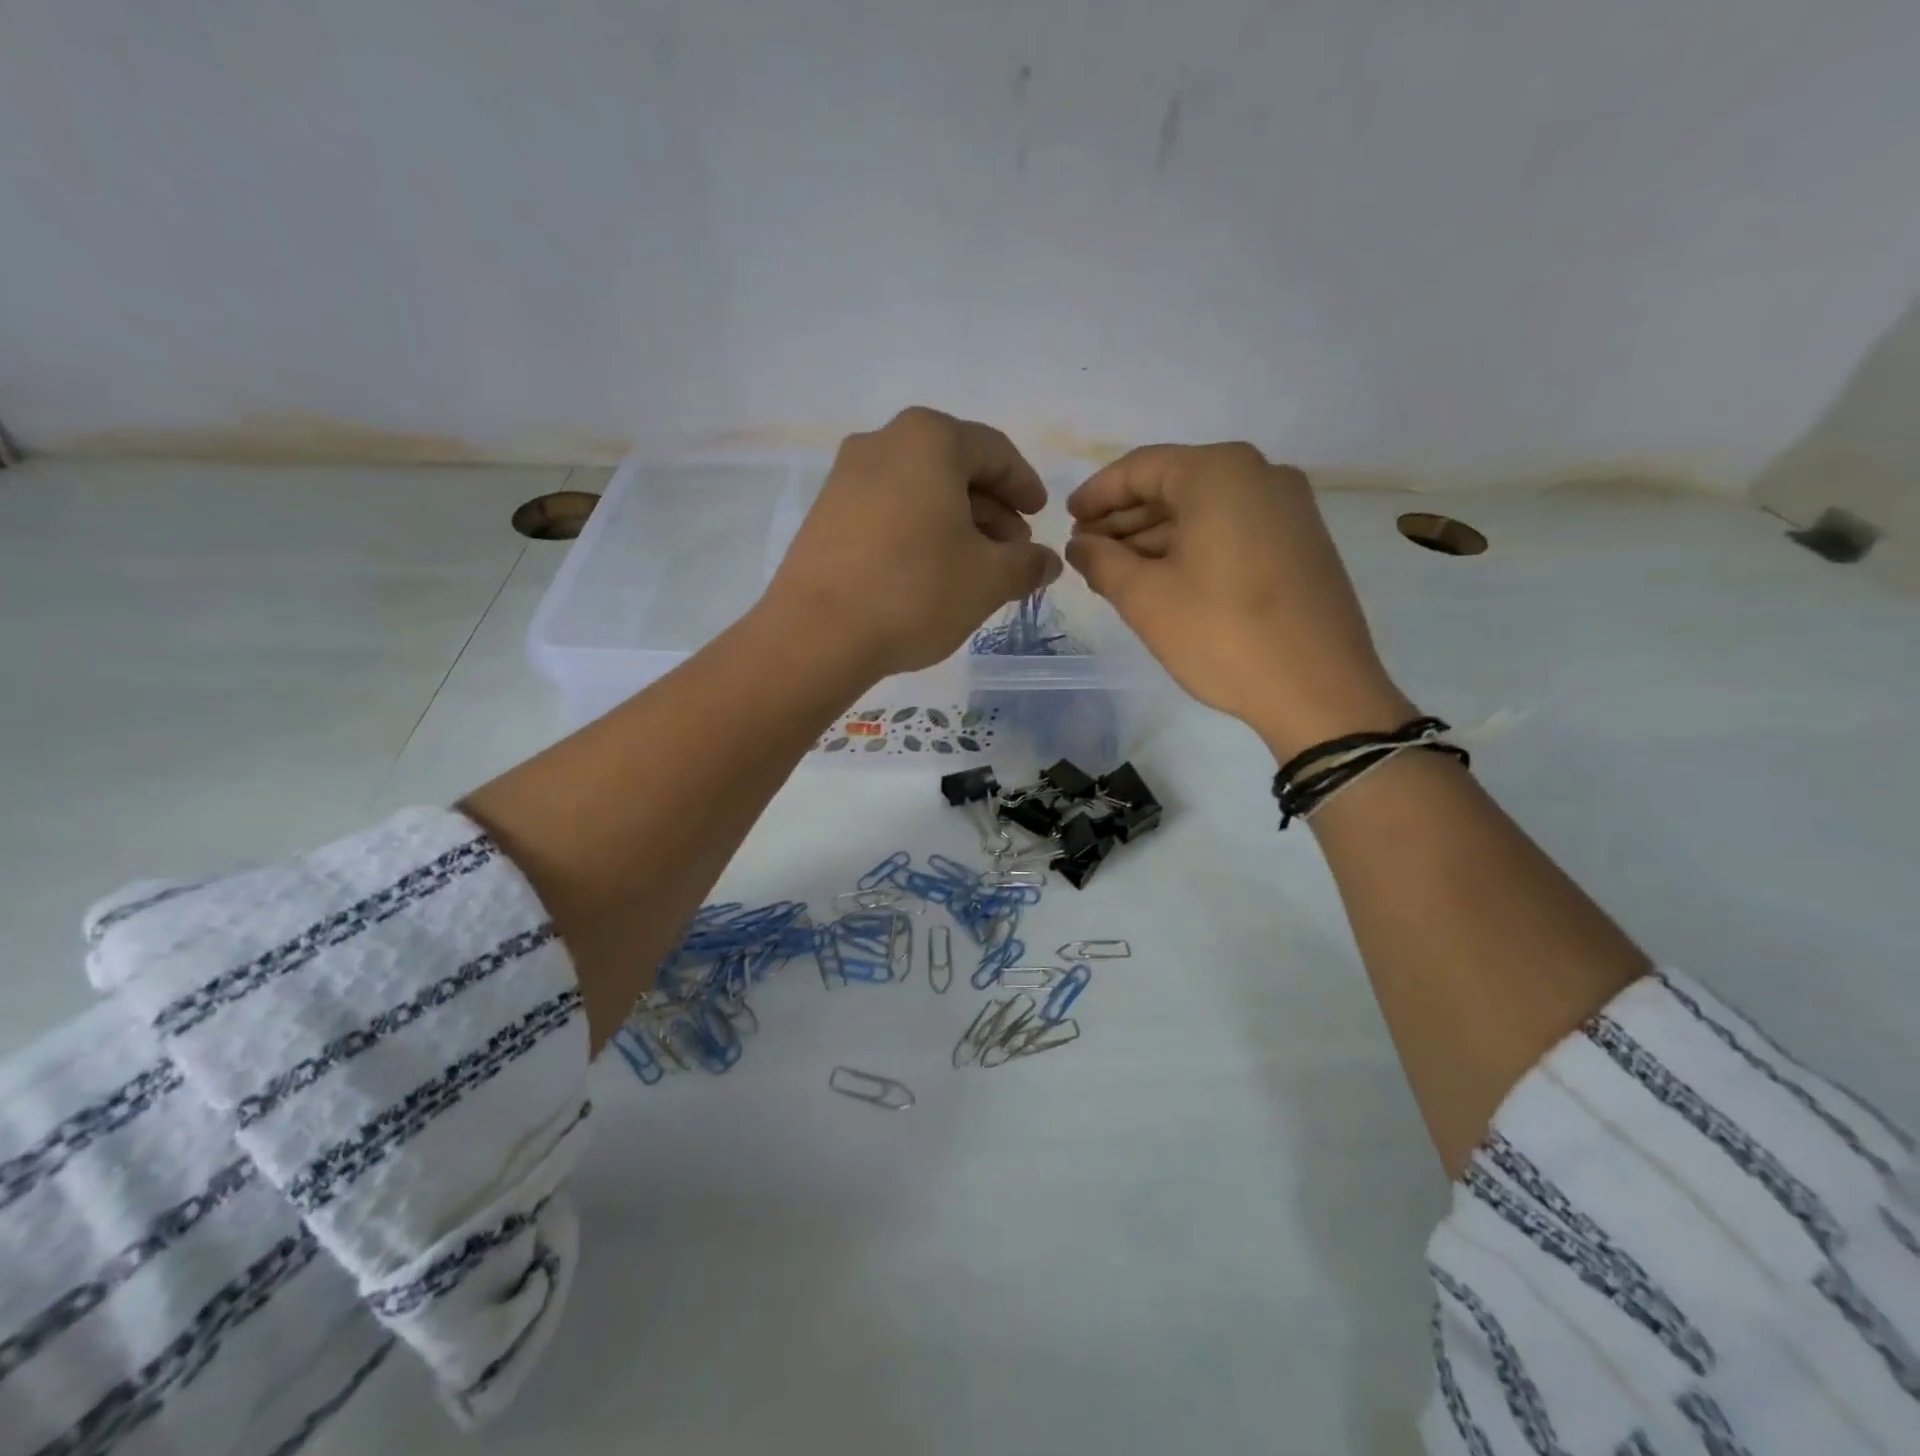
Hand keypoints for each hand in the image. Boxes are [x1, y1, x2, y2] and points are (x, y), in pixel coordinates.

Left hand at [763, 407, 1061, 678]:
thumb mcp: (988, 579)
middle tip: (1012, 550)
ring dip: (956, 522)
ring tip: (975, 566)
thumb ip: (1027, 564)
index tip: (1040, 517)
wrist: (816, 634)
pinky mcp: (824, 513)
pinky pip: (887, 509)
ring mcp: (846, 476)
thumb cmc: (915, 592)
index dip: (1024, 485)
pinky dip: (918, 530)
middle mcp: (883, 442)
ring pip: (919, 489)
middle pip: (954, 467)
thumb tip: (1048, 561)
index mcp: (929, 440)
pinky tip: (930, 571)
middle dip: (991, 508)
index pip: (994, 451)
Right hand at [1065, 443, 1412, 758]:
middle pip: (1175, 485)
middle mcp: (1260, 474)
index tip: (1066, 520)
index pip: (1140, 468)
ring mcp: (1288, 508)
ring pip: (1204, 510)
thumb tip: (1079, 545)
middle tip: (1086, 552)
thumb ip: (1101, 562)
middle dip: (1125, 519)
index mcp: (1219, 472)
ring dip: (1155, 536)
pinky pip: (1232, 529)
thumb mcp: (1145, 598)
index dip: (1097, 495)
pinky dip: (1192, 547)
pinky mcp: (1301, 542)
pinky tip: (1163, 579)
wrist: (1319, 690)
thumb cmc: (1222, 634)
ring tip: (1115, 571)